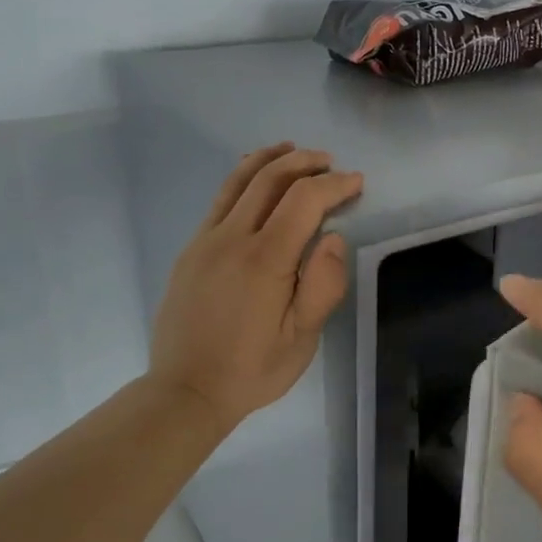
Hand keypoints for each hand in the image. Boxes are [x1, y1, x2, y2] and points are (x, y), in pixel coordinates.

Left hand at [147, 143, 362, 432]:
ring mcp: (205, 241)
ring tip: (292, 150)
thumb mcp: (302, 339)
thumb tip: (332, 238)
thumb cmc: (251, 369)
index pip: (304, 200)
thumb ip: (323, 286)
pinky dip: (243, 180)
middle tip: (330, 163)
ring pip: (237, 182)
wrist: (184, 390)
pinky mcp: (191, 251)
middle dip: (304, 163)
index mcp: (264, 259)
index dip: (334, 185)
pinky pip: (219, 201)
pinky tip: (254, 182)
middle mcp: (231, 238)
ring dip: (269, 160)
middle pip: (269, 179)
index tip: (357, 183)